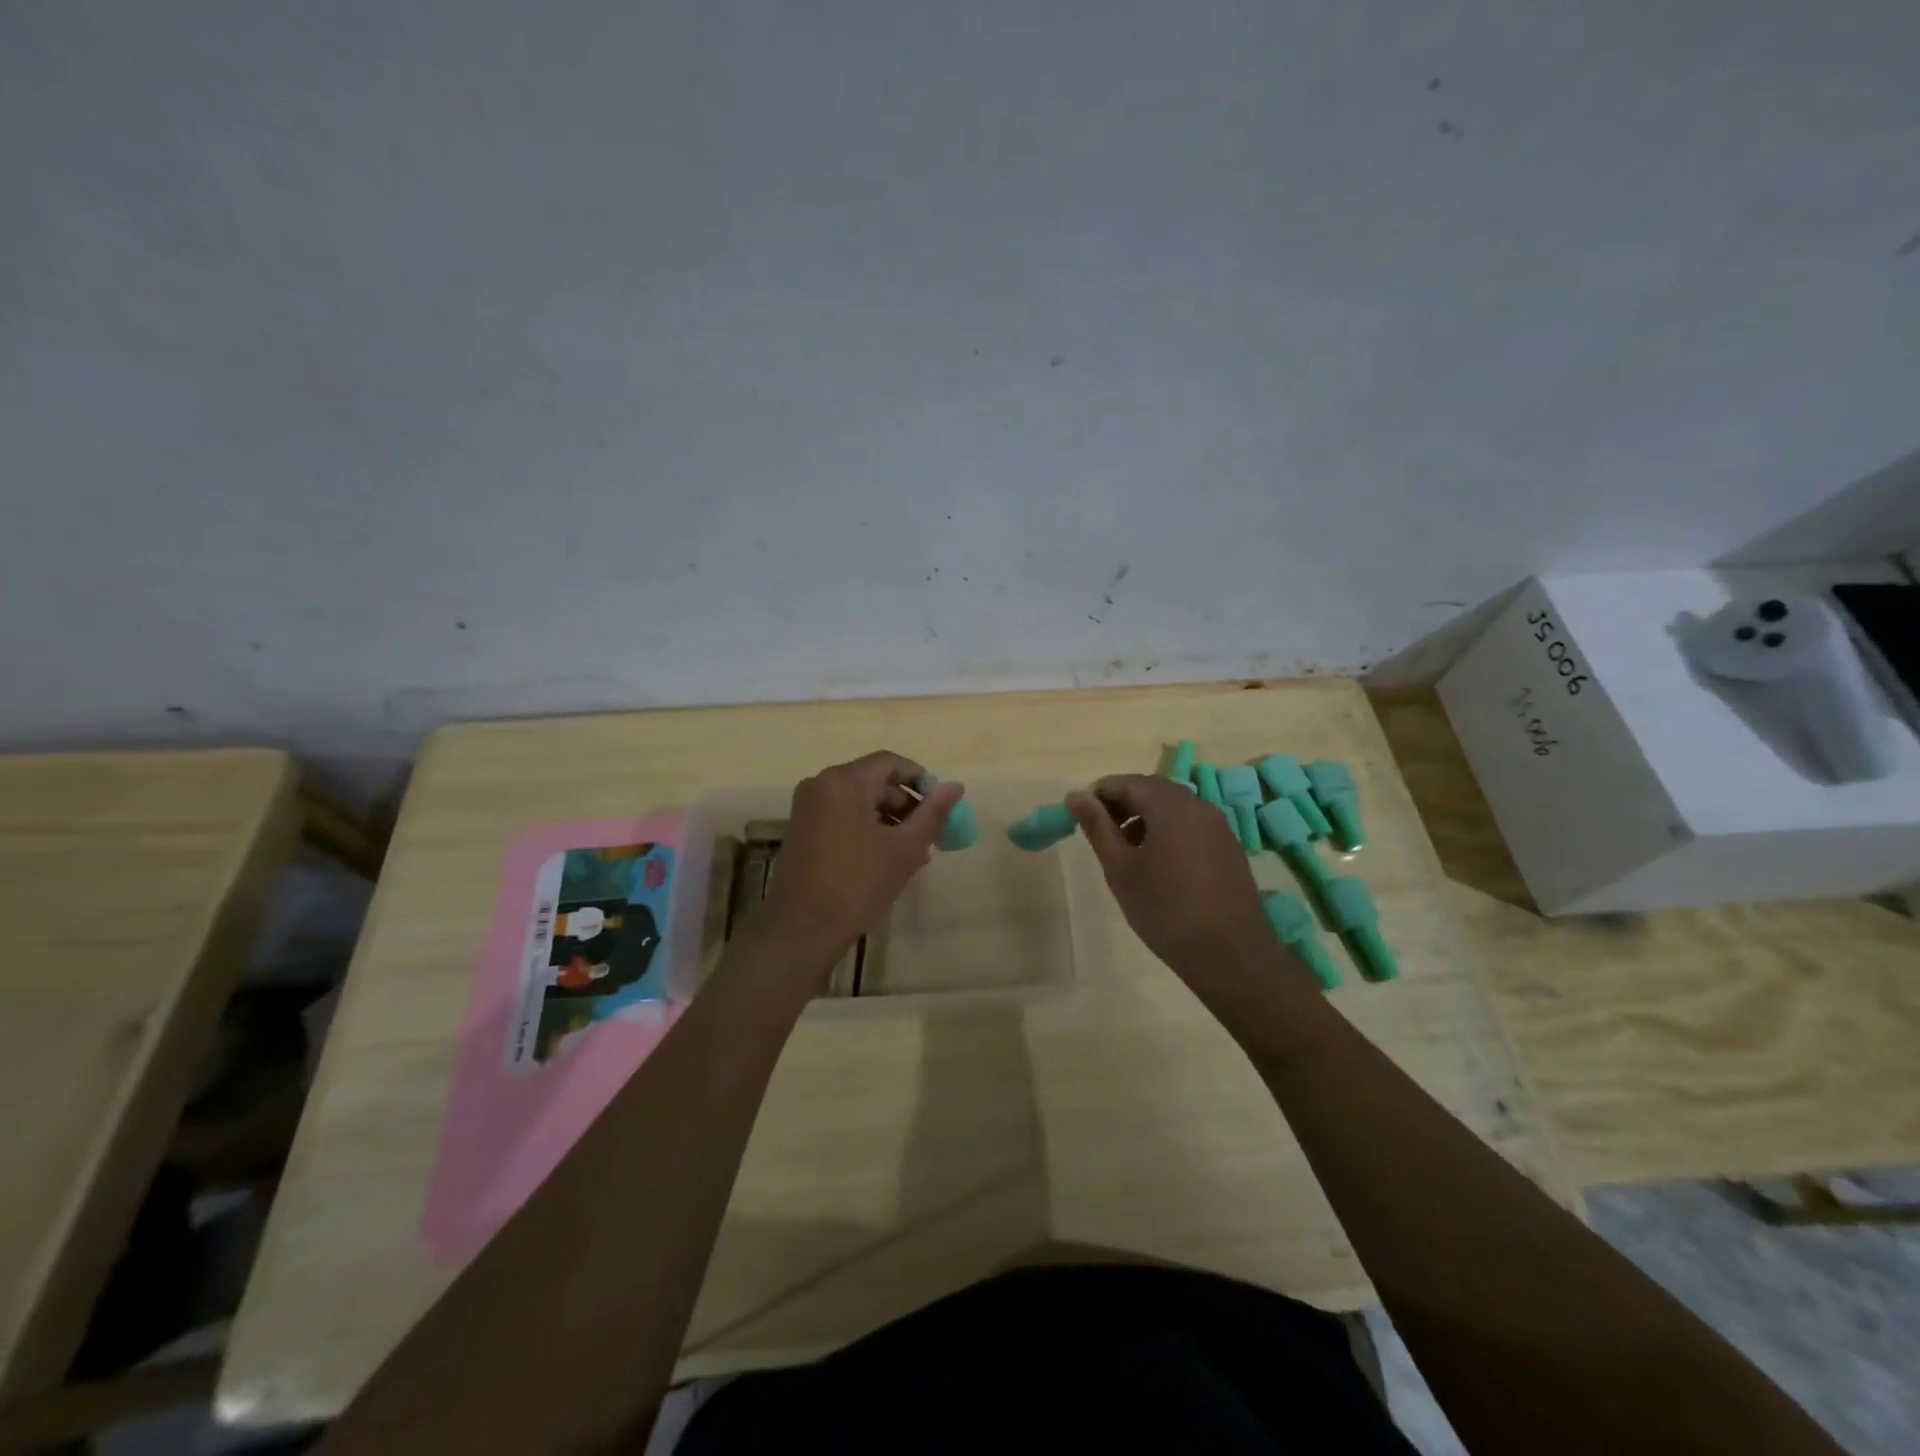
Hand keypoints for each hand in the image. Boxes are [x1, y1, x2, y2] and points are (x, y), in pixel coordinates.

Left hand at [756, 751, 963, 971]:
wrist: (802, 930)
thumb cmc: (857, 885)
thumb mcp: (904, 849)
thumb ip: (933, 813)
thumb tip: (956, 786)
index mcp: (844, 782)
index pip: (890, 763)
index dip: (920, 779)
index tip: (940, 806)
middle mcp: (821, 785)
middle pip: (874, 781)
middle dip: (906, 804)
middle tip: (930, 834)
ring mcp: (808, 807)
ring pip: (859, 800)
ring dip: (889, 819)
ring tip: (914, 852)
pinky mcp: (802, 829)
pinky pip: (842, 815)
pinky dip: (867, 828)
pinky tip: (887, 857)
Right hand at [1066, 774, 1273, 979]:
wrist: (1230, 955)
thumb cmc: (1164, 909)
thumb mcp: (1120, 868)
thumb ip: (1097, 826)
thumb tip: (1076, 795)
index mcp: (1170, 805)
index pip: (1127, 782)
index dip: (1099, 794)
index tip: (1078, 815)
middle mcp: (1198, 806)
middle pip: (1152, 790)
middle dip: (1122, 803)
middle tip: (1099, 831)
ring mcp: (1219, 827)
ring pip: (1173, 807)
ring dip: (1144, 817)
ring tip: (1124, 850)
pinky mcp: (1229, 848)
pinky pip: (1191, 825)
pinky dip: (1167, 831)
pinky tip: (1156, 864)